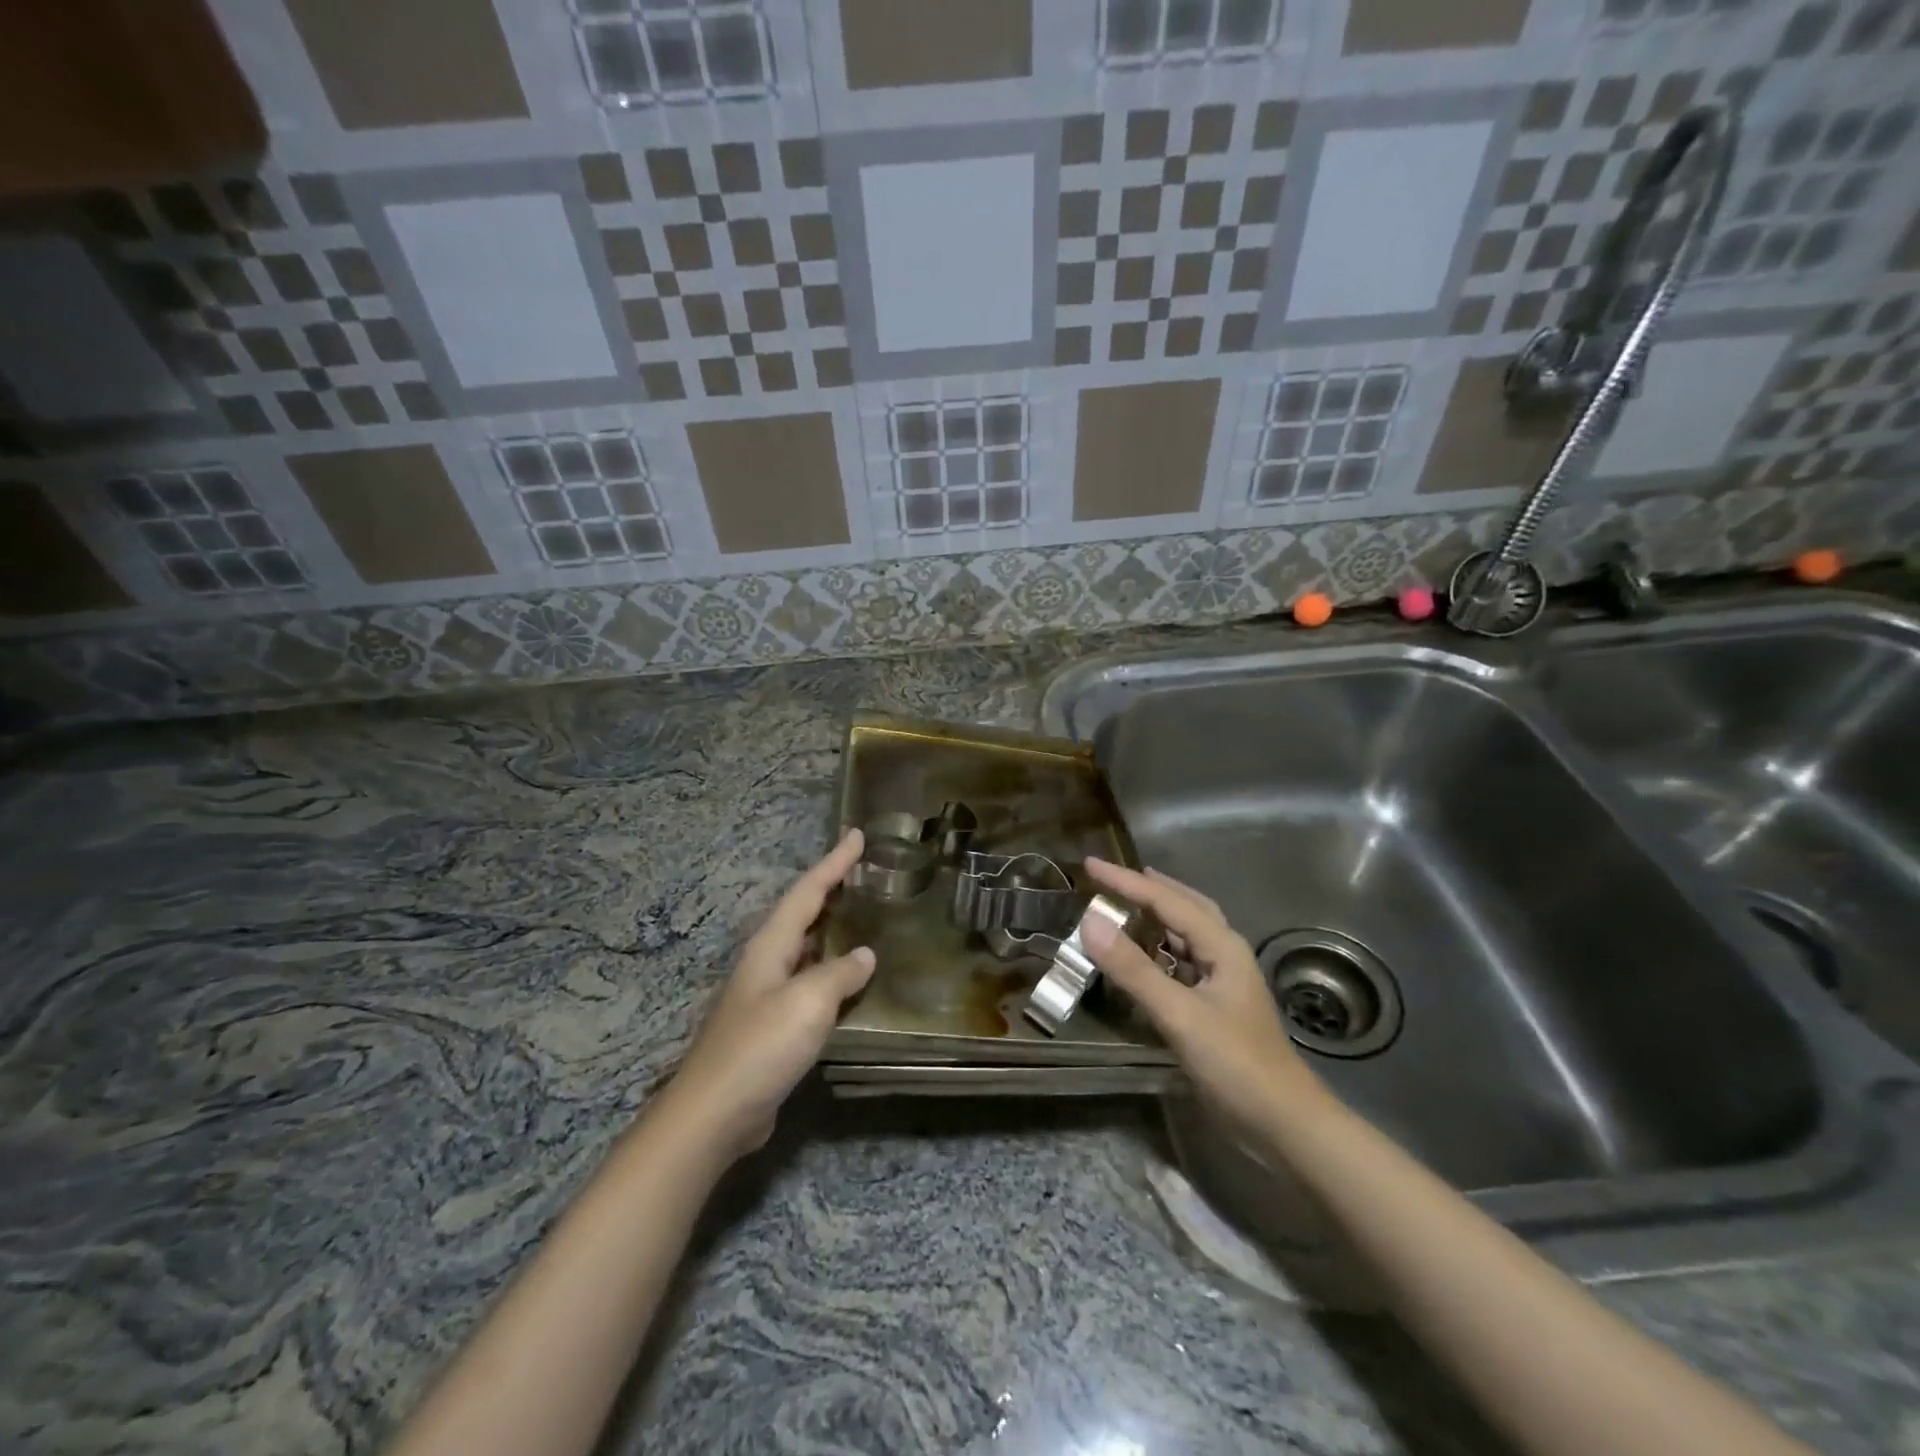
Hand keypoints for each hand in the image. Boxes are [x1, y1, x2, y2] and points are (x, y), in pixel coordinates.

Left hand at [663, 830, 874, 1161]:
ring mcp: (766, 995)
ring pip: (806, 947)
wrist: (714, 1113)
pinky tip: (849, 981)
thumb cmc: (761, 1047)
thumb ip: (840, 973)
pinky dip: (831, 970)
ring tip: (863, 915)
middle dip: (830, 888)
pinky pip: (809, 982)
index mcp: (771, 945)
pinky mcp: (772, 1026)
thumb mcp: (809, 1002)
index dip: (834, 862)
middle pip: (802, 913)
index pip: (808, 891)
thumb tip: (865, 955)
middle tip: (863, 871)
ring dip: (831, 928)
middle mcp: (766, 962)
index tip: (857, 834)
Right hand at [1082, 857, 1328, 1133]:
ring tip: (1123, 906)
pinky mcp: (1215, 1006)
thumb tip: (1090, 922)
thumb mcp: (1179, 1014)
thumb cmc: (1235, 1063)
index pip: (1166, 900)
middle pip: (1185, 906)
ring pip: (1185, 934)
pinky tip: (1141, 957)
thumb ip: (1134, 969)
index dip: (1125, 881)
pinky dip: (1158, 950)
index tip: (1090, 865)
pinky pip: (1182, 962)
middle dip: (1148, 889)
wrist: (1284, 1124)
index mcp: (1222, 945)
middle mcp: (1225, 953)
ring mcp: (1222, 981)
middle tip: (1111, 879)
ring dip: (1155, 916)